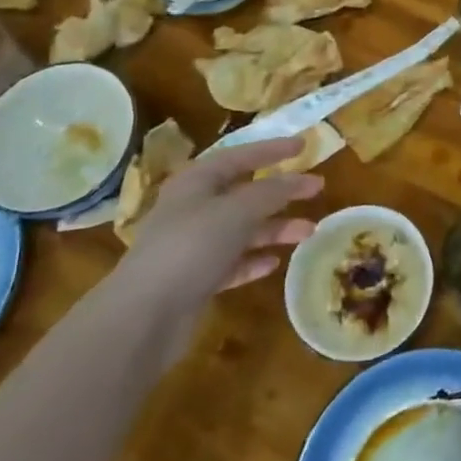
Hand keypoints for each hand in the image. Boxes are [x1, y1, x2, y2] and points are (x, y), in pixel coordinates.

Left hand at [117, 137, 321, 320]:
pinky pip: (233, 262)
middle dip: (281, 192)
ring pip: (243, 229)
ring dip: (275, 228)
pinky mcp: (196, 279)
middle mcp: (194, 208)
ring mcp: (193, 245)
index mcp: (197, 181)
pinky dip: (254, 259)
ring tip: (309, 232)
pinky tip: (275, 262)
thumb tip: (299, 179)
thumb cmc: (191, 246)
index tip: (304, 145)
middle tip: (316, 189)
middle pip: (245, 193)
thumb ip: (271, 192)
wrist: (144, 315)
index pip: (240, 155)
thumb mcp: (237, 210)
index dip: (272, 149)